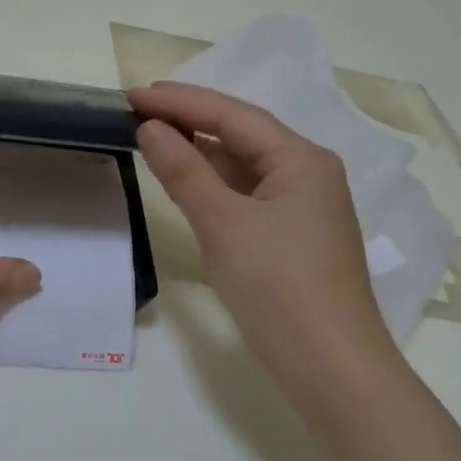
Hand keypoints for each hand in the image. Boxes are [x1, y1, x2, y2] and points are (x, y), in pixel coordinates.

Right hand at [129, 82, 400, 386]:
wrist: (328, 366)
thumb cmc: (278, 286)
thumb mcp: (224, 224)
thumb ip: (184, 171)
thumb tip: (150, 128)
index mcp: (302, 160)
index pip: (233, 115)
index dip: (180, 101)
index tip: (132, 94)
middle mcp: (307, 174)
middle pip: (241, 134)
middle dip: (189, 120)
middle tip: (137, 111)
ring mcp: (300, 208)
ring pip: (242, 166)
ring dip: (199, 152)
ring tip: (152, 138)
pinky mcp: (290, 237)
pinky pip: (245, 195)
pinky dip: (212, 185)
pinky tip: (185, 182)